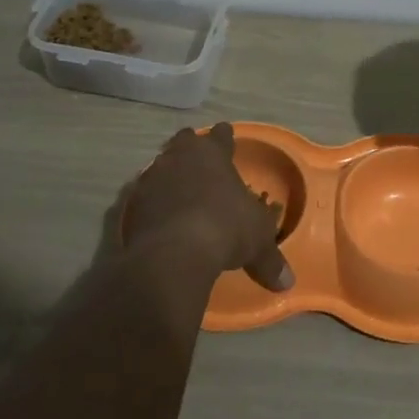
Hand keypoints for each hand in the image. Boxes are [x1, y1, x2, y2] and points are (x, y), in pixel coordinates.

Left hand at [126, 123, 294, 289]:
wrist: (173, 252)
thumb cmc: (226, 229)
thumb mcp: (257, 243)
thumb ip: (270, 259)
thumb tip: (288, 283)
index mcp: (213, 154)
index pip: (221, 135)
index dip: (225, 137)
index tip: (226, 138)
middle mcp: (180, 157)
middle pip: (185, 141)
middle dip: (192, 148)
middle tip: (200, 162)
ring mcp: (152, 177)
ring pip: (161, 165)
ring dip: (169, 174)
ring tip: (179, 190)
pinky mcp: (131, 203)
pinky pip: (143, 195)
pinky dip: (152, 202)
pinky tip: (158, 216)